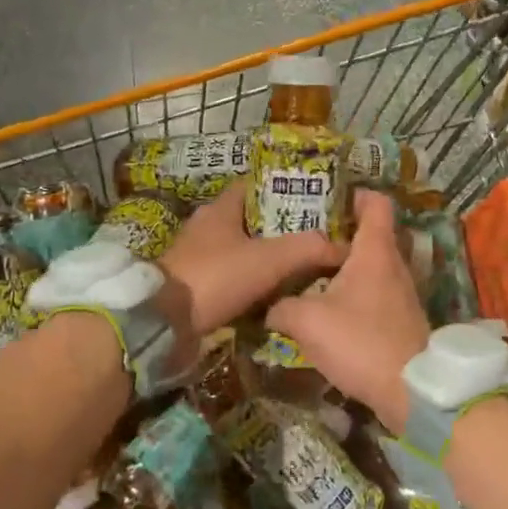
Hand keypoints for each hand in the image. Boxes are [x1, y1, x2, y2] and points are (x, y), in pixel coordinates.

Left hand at [155, 181, 343, 362]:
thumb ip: (308, 248)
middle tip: (316, 237)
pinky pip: (232, 277)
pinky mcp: (195, 285)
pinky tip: (275, 293)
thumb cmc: (216, 277)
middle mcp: (207, 227)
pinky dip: (252, 282)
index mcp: (220, 208)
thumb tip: (343, 246)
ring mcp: (198, 257)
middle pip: (252, 219)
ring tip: (303, 267)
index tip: (315, 199)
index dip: (284, 188)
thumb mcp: (269, 259)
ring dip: (268, 258)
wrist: (164, 323)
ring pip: (242, 250)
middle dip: (282, 227)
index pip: (256, 185)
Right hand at [268, 189, 429, 430]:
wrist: (410, 391)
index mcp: (375, 251)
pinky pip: (375, 292)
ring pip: (372, 265)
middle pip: (371, 234)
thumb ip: (282, 306)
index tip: (327, 198)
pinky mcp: (401, 319)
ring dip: (346, 265)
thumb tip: (270, 306)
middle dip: (341, 232)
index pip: (376, 203)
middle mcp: (394, 265)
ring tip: (311, 271)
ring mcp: (402, 293)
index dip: (354, 194)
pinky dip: (354, 291)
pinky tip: (329, 306)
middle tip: (307, 236)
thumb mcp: (307, 321)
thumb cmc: (360, 342)